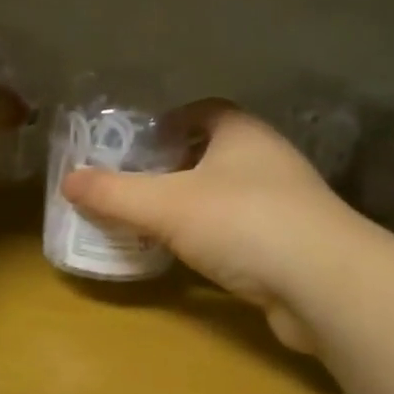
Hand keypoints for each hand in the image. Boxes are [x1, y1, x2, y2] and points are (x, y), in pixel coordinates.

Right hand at [63, 102, 358, 352]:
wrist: (325, 283)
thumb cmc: (242, 221)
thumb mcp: (165, 205)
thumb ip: (114, 193)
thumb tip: (68, 180)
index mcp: (242, 132)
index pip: (204, 110)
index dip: (170, 122)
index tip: (139, 144)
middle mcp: (269, 158)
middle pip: (215, 153)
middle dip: (177, 167)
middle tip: (137, 187)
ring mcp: (288, 202)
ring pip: (231, 194)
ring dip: (198, 205)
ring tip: (157, 223)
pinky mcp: (296, 244)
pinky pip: (246, 231)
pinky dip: (218, 238)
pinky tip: (196, 258)